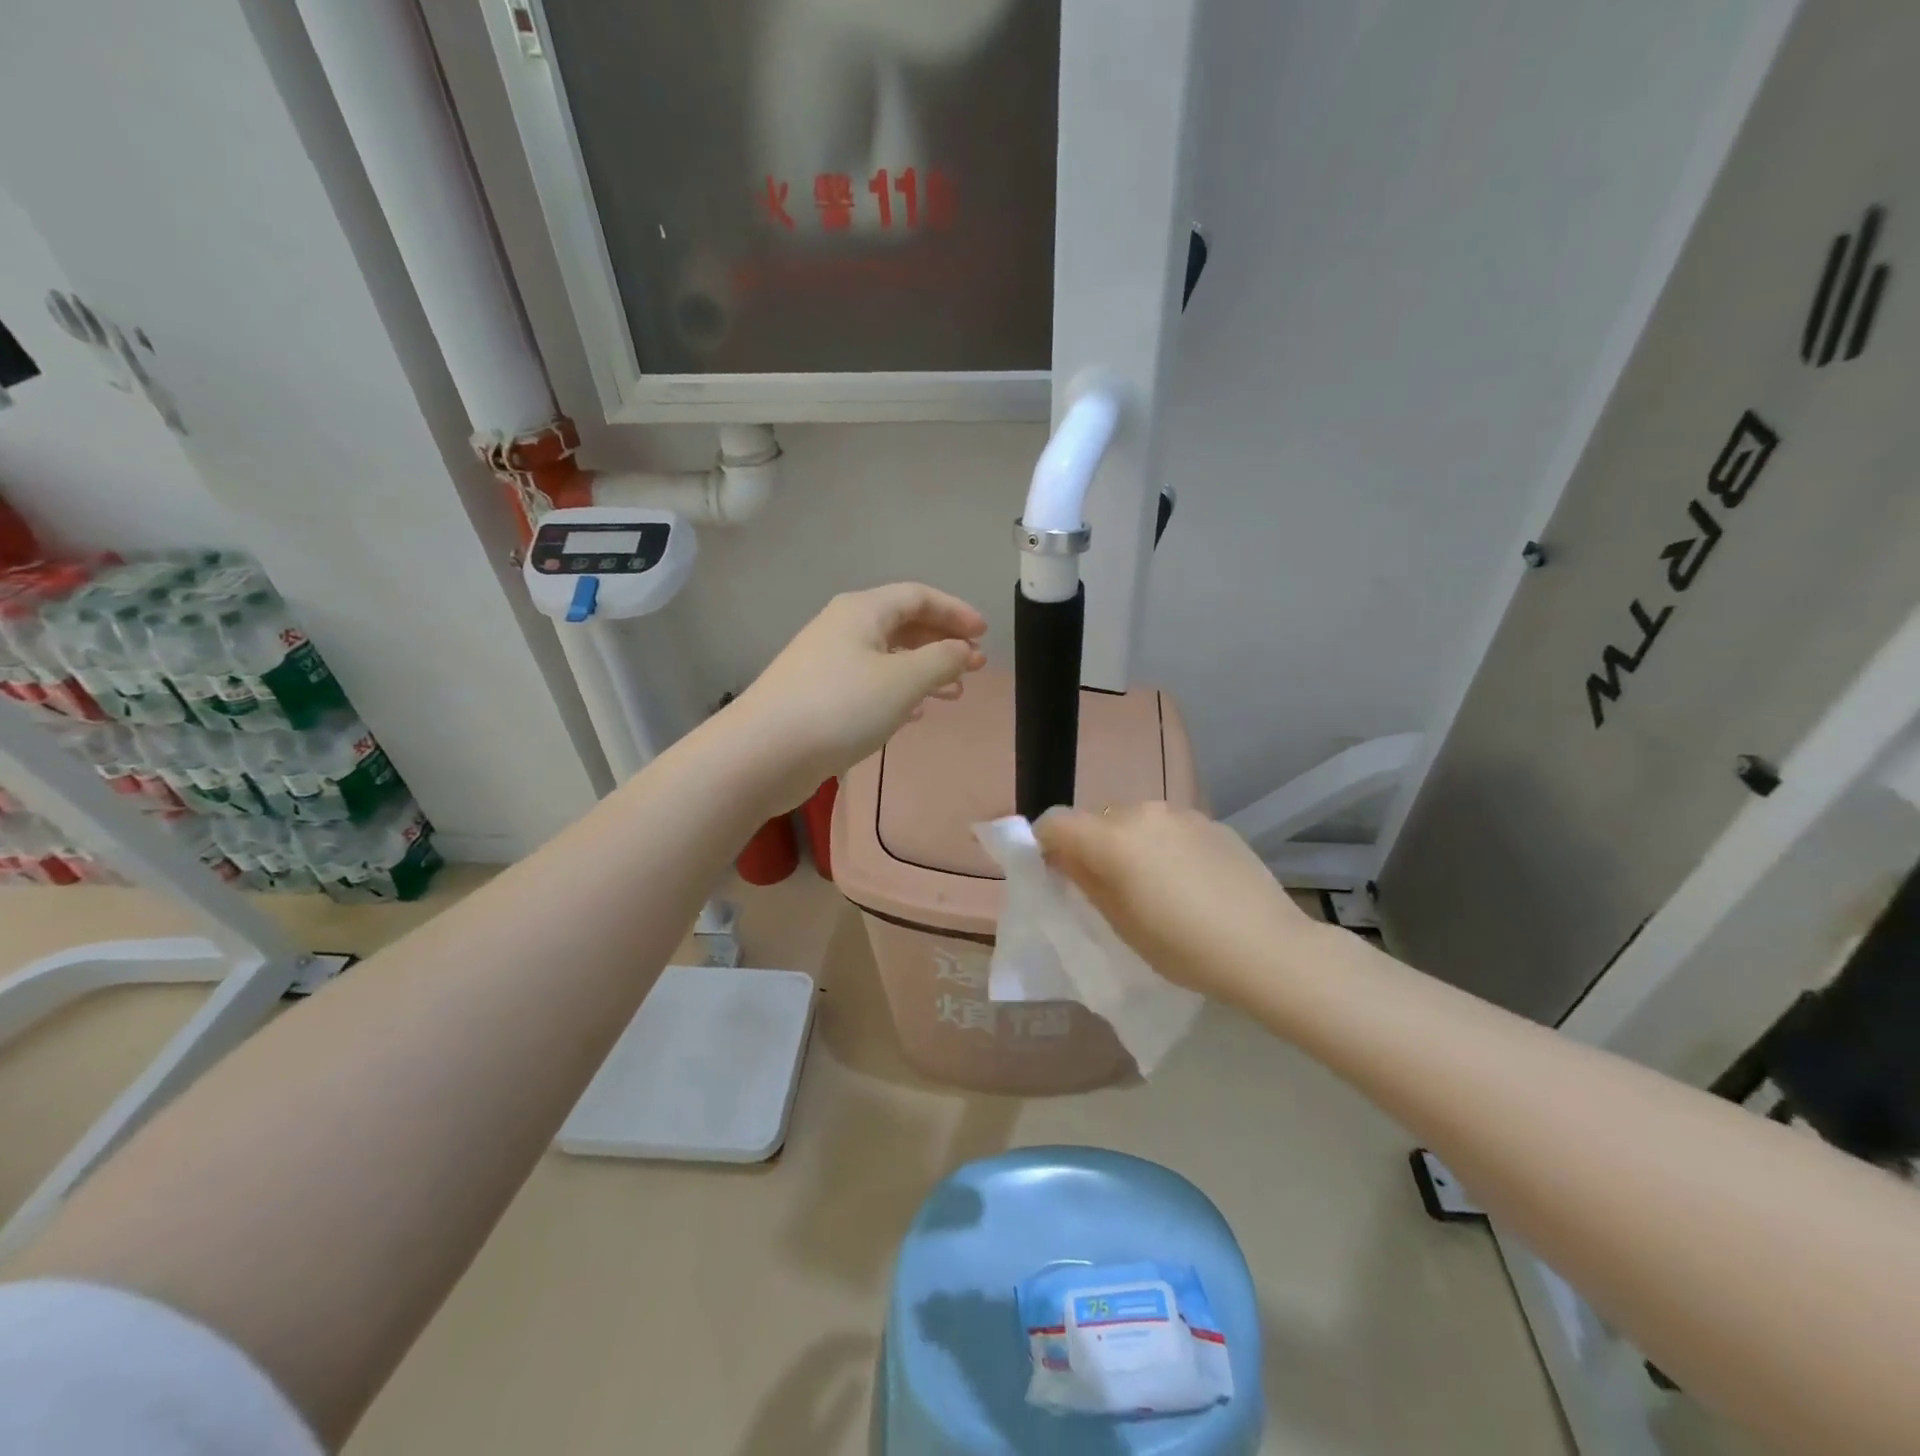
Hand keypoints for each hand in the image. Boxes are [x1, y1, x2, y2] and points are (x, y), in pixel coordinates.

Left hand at [733, 583, 986, 806]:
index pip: (919, 596)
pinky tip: (914, 713)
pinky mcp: (819, 696)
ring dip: (924, 671)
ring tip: (954, 694)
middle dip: (942, 643)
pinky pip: (870, 684)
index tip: (985, 635)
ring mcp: (827, 663)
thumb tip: (963, 650)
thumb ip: (942, 660)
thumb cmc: (841, 706)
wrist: (764, 753)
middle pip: (903, 624)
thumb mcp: (903, 680)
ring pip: (888, 658)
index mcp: (862, 611)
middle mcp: (843, 628)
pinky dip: (898, 692)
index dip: (956, 612)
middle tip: (975, 667)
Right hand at [1035, 802, 1320, 1005]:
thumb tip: (1063, 857)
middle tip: (1109, 888)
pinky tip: (1190, 881)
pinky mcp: (1212, 822)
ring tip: (1155, 885)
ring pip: (1135, 821)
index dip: (1045, 844)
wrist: (1268, 948)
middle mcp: (1142, 813)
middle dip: (1092, 846)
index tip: (1055, 872)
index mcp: (1111, 838)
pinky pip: (1170, 827)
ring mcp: (1181, 813)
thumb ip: (1085, 880)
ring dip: (1130, 843)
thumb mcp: (1121, 924)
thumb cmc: (1184, 947)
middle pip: (1096, 820)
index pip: (1055, 822)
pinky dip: (1165, 845)